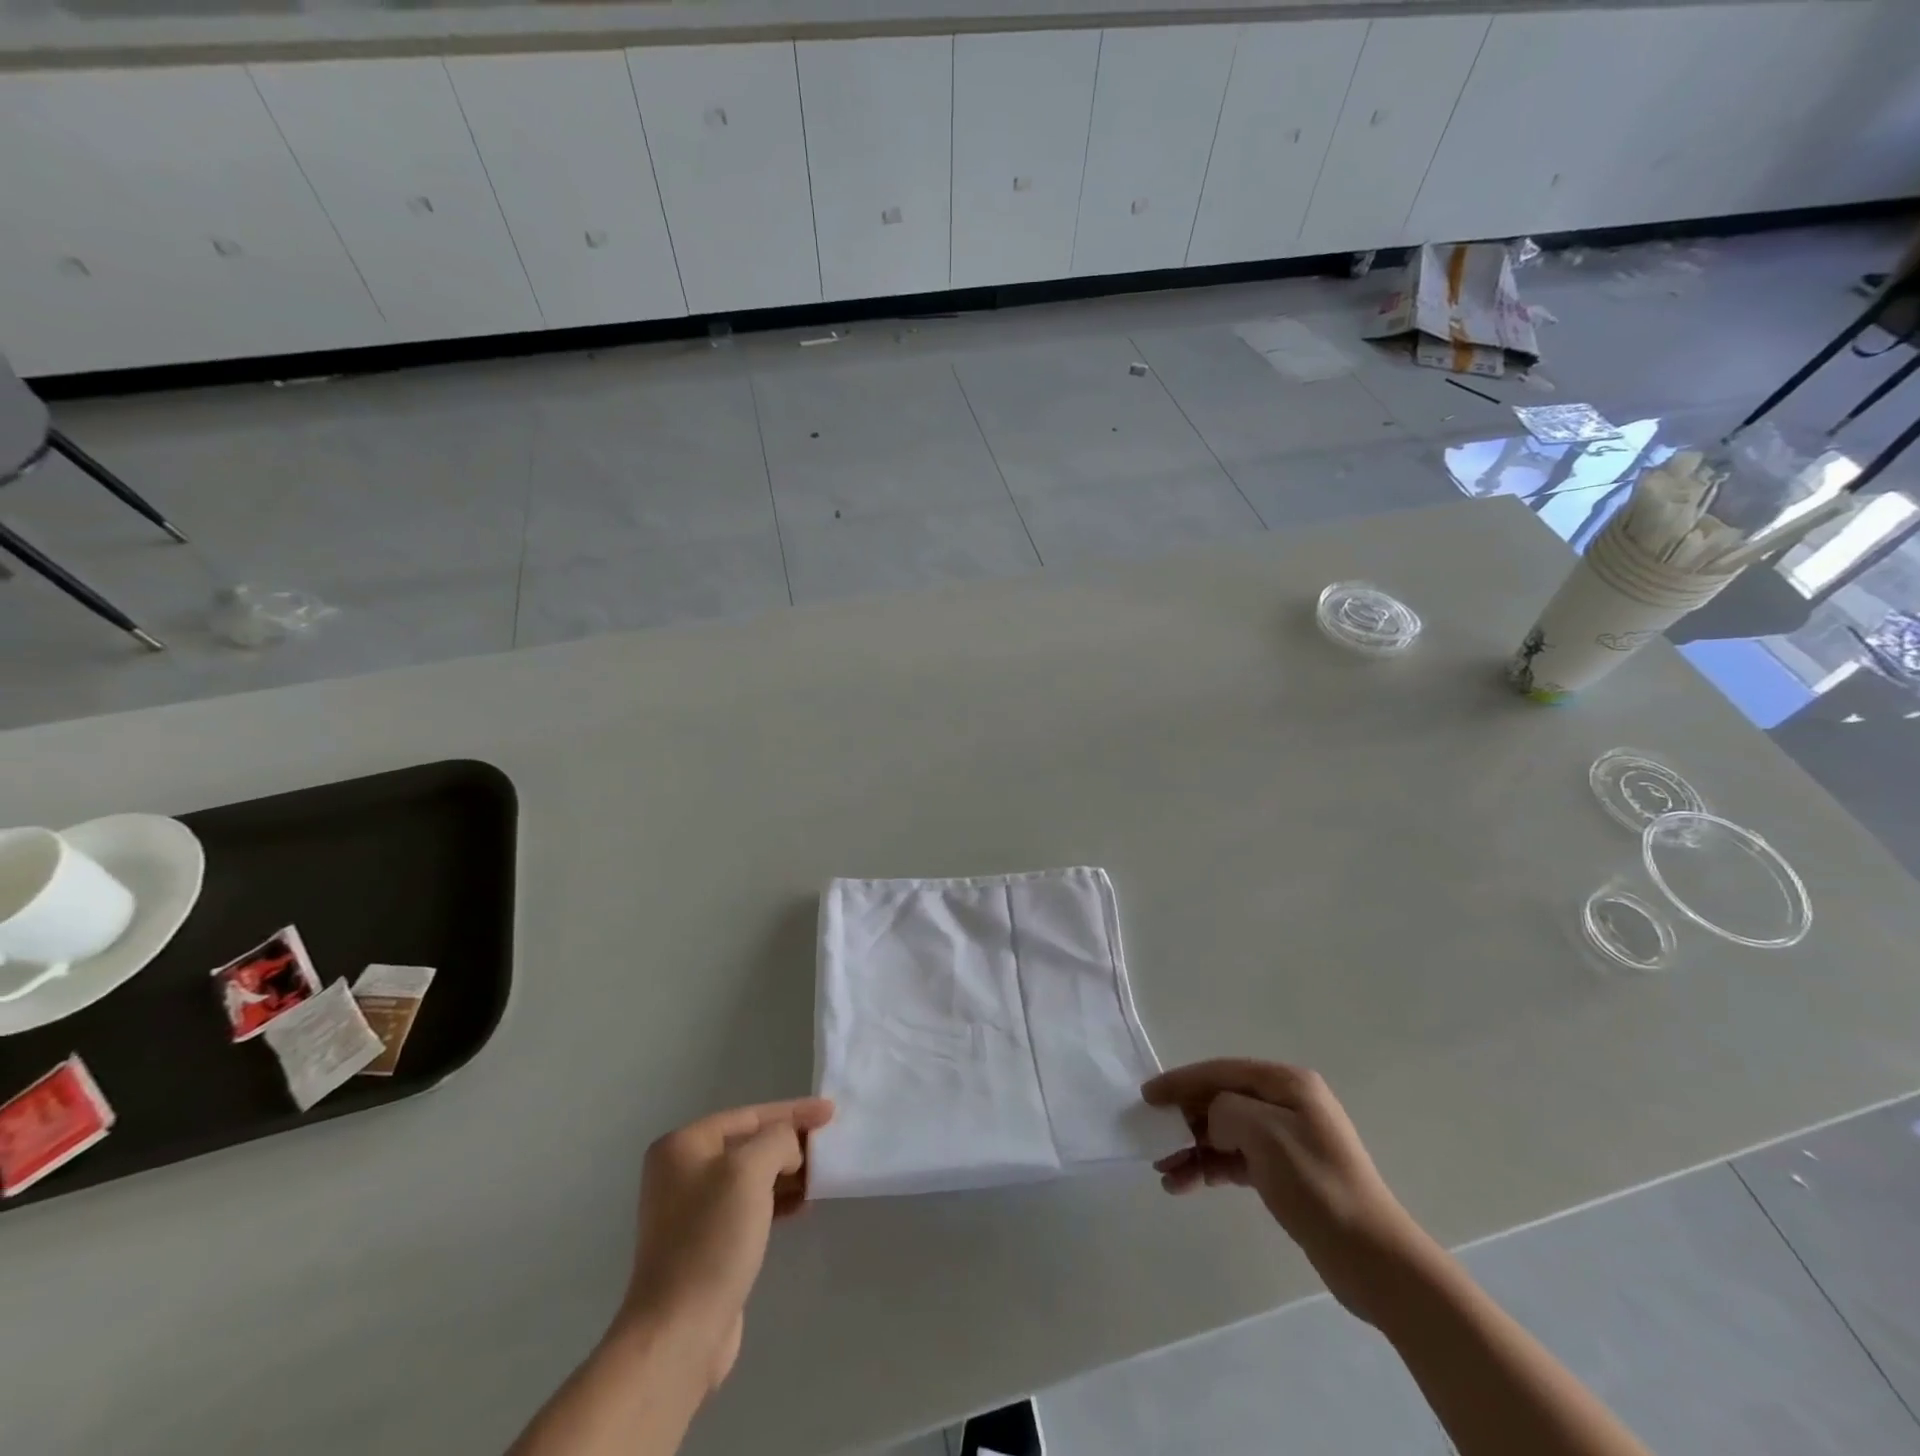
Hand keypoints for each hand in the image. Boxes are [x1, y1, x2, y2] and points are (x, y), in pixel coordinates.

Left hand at [621, 1097, 835, 1389]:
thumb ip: (778, 1140)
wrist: (679, 1333)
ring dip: (788, 1172)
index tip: (831, 1112)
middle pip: (750, 1143)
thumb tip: (789, 1150)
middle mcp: (682, 1171)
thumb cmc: (712, 1239)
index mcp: (683, 1145)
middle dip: (791, 1143)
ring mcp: (691, 1211)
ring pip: (752, 1176)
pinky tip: (803, 1205)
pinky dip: (777, 1200)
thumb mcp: (750, 1170)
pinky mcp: (705, 1244)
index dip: (794, 1111)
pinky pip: (750, 1206)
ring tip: (822, 1175)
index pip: (750, 1115)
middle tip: (830, 1145)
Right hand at [1143, 1059, 1427, 1323]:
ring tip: (1165, 1172)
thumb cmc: (1317, 1185)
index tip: (1147, 1096)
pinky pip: (1236, 1159)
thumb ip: (1225, 1110)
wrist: (1373, 1259)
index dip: (1181, 1081)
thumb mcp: (1264, 1133)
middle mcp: (1287, 1103)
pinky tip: (1186, 1184)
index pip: (1221, 1071)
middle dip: (1185, 1119)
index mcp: (1287, 1083)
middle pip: (1221, 1100)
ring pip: (1225, 1132)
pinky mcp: (1285, 1174)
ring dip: (1193, 1148)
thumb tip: (1214, 1122)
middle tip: (1153, 1139)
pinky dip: (1211, 1168)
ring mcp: (1287, 1139)